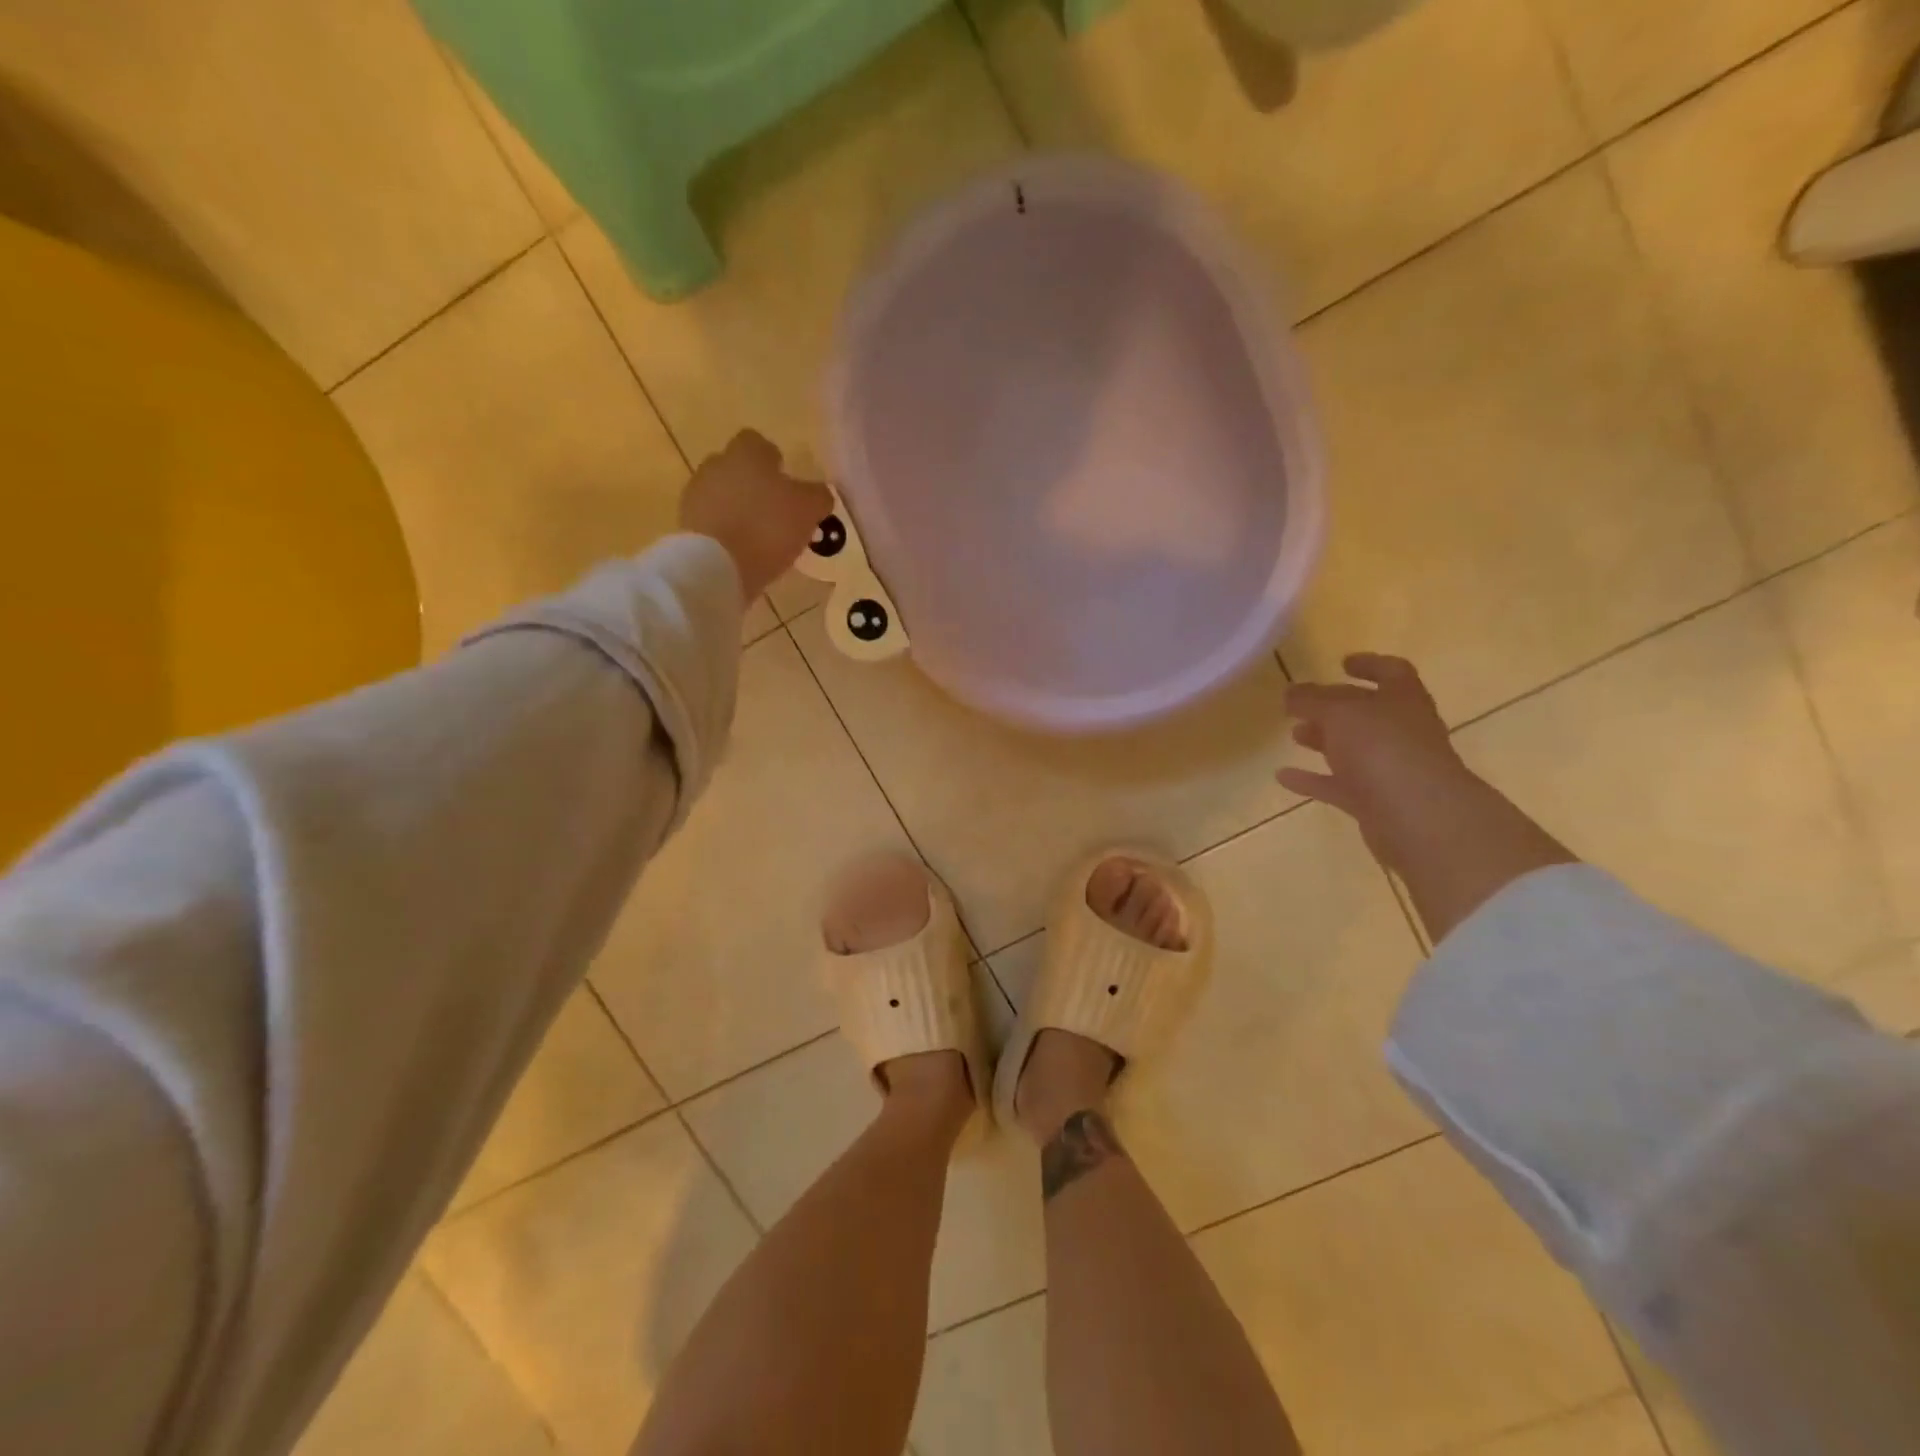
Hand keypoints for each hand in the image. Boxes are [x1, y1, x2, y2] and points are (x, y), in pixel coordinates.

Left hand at [679, 430, 833, 602]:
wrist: (716, 566)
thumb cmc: (768, 527)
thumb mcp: (809, 510)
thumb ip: (818, 496)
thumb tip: (818, 493)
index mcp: (746, 453)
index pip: (758, 444)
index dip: (773, 461)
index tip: (786, 483)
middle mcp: (716, 465)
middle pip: (737, 469)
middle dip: (754, 485)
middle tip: (775, 512)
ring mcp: (696, 495)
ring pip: (722, 495)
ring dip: (738, 510)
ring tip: (759, 537)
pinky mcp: (686, 526)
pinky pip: (712, 521)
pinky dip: (725, 531)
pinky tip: (741, 552)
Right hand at [1279, 654, 1475, 866]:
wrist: (1417, 817)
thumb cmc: (1382, 749)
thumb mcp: (1340, 713)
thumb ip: (1312, 700)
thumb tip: (1291, 693)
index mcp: (1403, 700)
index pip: (1391, 672)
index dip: (1369, 664)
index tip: (1341, 663)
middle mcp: (1401, 731)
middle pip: (1367, 713)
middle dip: (1335, 707)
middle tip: (1301, 704)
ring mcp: (1390, 768)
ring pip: (1353, 749)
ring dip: (1324, 740)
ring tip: (1293, 735)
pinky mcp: (1375, 802)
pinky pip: (1339, 785)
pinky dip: (1313, 780)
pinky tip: (1283, 776)